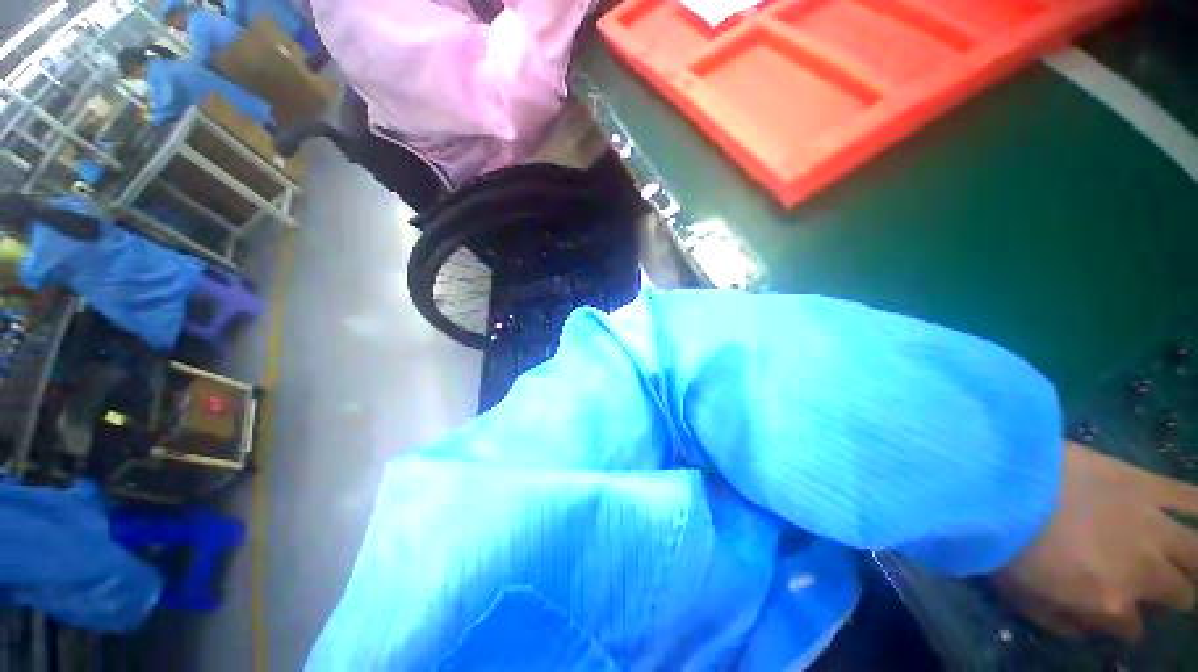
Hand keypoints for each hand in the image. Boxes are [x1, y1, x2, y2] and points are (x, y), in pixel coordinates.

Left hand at [991, 441, 1197, 641]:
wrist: (998, 485)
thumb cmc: (1004, 544)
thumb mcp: (1022, 598)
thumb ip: (1060, 620)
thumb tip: (1087, 628)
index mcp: (1111, 604)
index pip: (1132, 629)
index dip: (1125, 625)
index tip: (1118, 617)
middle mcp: (1144, 571)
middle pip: (1178, 592)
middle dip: (1171, 593)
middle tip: (1159, 585)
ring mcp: (1152, 525)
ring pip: (1197, 552)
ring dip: (1195, 560)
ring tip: (1188, 561)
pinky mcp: (1145, 483)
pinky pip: (1191, 497)